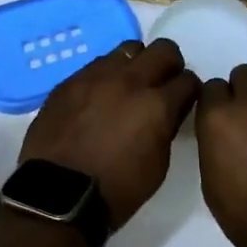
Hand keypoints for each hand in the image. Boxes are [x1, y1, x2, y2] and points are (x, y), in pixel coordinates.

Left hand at [19, 38, 200, 228]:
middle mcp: (129, 81)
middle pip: (163, 49)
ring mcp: (95, 76)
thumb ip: (166, 128)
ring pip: (128, 50)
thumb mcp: (158, 166)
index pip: (188, 81)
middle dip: (169, 65)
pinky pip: (96, 66)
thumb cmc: (116, 191)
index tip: (183, 101)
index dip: (189, 91)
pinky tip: (99, 98)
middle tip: (162, 85)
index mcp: (156, 105)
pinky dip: (106, 77)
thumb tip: (167, 112)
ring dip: (136, 65)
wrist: (56, 196)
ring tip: (128, 88)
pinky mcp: (70, 81)